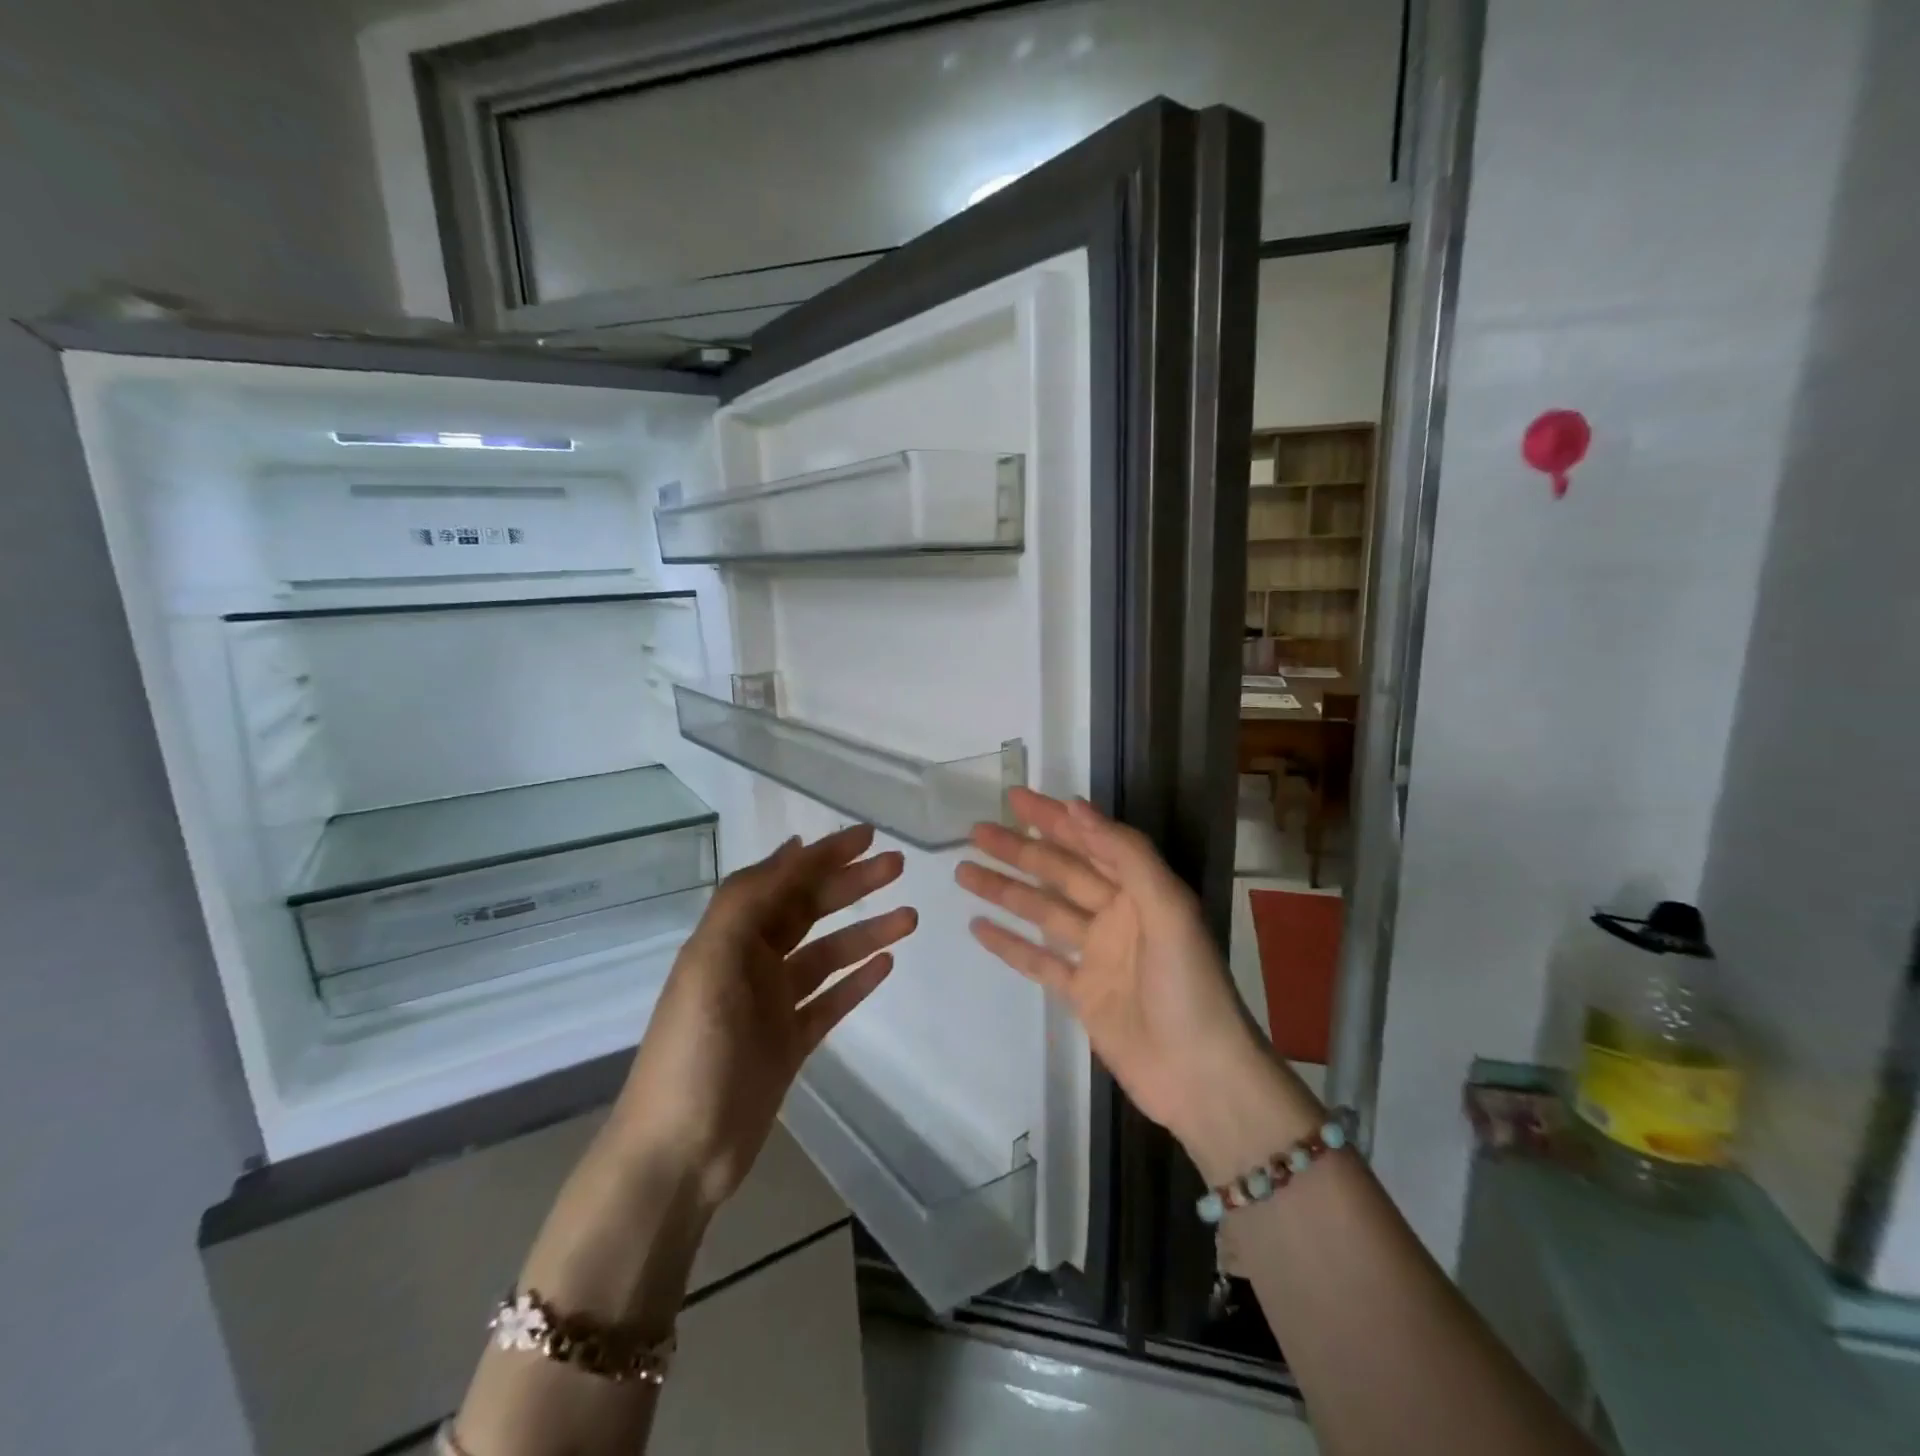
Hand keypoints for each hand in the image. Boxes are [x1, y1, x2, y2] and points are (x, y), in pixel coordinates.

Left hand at [614, 824, 917, 1209]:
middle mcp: (751, 963)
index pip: (783, 881)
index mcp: (729, 938)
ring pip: (828, 955)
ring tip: (909, 917)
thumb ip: (749, 902)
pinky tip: (886, 964)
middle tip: (897, 867)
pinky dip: (857, 981)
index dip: (823, 855)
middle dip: (851, 885)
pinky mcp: (790, 1043)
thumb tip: (794, 849)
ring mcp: (773, 1005)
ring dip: (865, 932)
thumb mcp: (712, 962)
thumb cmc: (694, 1050)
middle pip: (809, 911)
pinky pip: (831, 1000)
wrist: (679, 1154)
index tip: (866, 836)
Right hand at [955, 789, 1294, 1158]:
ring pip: (1043, 912)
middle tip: (976, 831)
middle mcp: (1118, 914)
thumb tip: (1076, 807)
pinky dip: (1010, 944)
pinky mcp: (1083, 994)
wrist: (1200, 1078)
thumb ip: (1125, 855)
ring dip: (1006, 890)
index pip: (1091, 841)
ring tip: (964, 871)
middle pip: (1060, 872)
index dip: (1054, 818)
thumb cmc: (1188, 987)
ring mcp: (1098, 956)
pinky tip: (979, 927)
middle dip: (1019, 850)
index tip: (1016, 798)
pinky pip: (1039, 961)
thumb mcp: (1167, 910)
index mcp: (1142, 890)